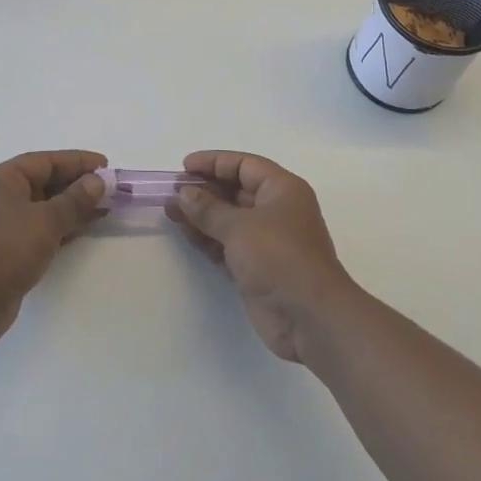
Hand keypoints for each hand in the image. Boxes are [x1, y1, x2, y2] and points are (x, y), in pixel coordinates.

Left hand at [0, 150, 107, 348]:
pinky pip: (41, 231)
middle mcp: (0, 197)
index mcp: (2, 179)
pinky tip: (85, 229)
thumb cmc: (3, 249)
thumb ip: (74, 200)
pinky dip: (63, 228)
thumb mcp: (44, 221)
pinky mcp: (8, 252)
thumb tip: (97, 182)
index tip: (106, 166)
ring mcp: (3, 226)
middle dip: (78, 185)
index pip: (45, 161)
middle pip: (45, 183)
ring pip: (45, 209)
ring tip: (106, 208)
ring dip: (74, 208)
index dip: (77, 161)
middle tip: (111, 189)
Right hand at [167, 151, 356, 363]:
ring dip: (201, 216)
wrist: (309, 317)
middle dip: (203, 191)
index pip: (244, 165)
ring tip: (171, 214)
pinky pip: (228, 244)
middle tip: (172, 193)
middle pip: (235, 191)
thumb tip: (184, 193)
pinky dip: (209, 239)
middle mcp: (276, 210)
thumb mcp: (239, 226)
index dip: (213, 162)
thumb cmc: (279, 257)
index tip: (184, 167)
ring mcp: (267, 240)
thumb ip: (208, 208)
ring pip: (229, 219)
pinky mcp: (258, 266)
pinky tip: (188, 236)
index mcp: (282, 189)